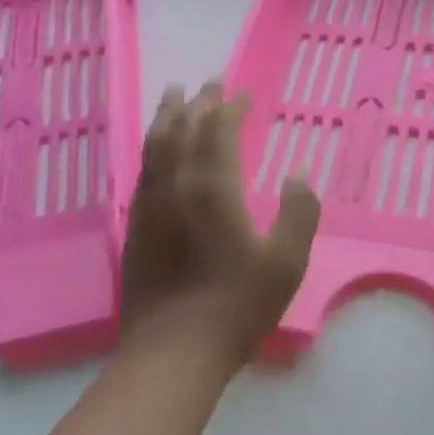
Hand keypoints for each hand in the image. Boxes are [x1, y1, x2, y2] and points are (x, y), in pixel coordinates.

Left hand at [119, 82, 320, 370]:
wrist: (173, 351)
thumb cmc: (237, 306)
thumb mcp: (286, 262)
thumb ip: (299, 212)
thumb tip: (297, 173)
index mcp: (214, 187)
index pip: (219, 130)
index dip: (231, 107)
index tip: (244, 96)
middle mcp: (178, 185)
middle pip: (184, 128)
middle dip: (198, 102)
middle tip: (209, 83)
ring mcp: (151, 204)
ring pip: (156, 144)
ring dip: (167, 115)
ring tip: (173, 95)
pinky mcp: (135, 224)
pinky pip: (143, 170)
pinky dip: (152, 146)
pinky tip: (157, 149)